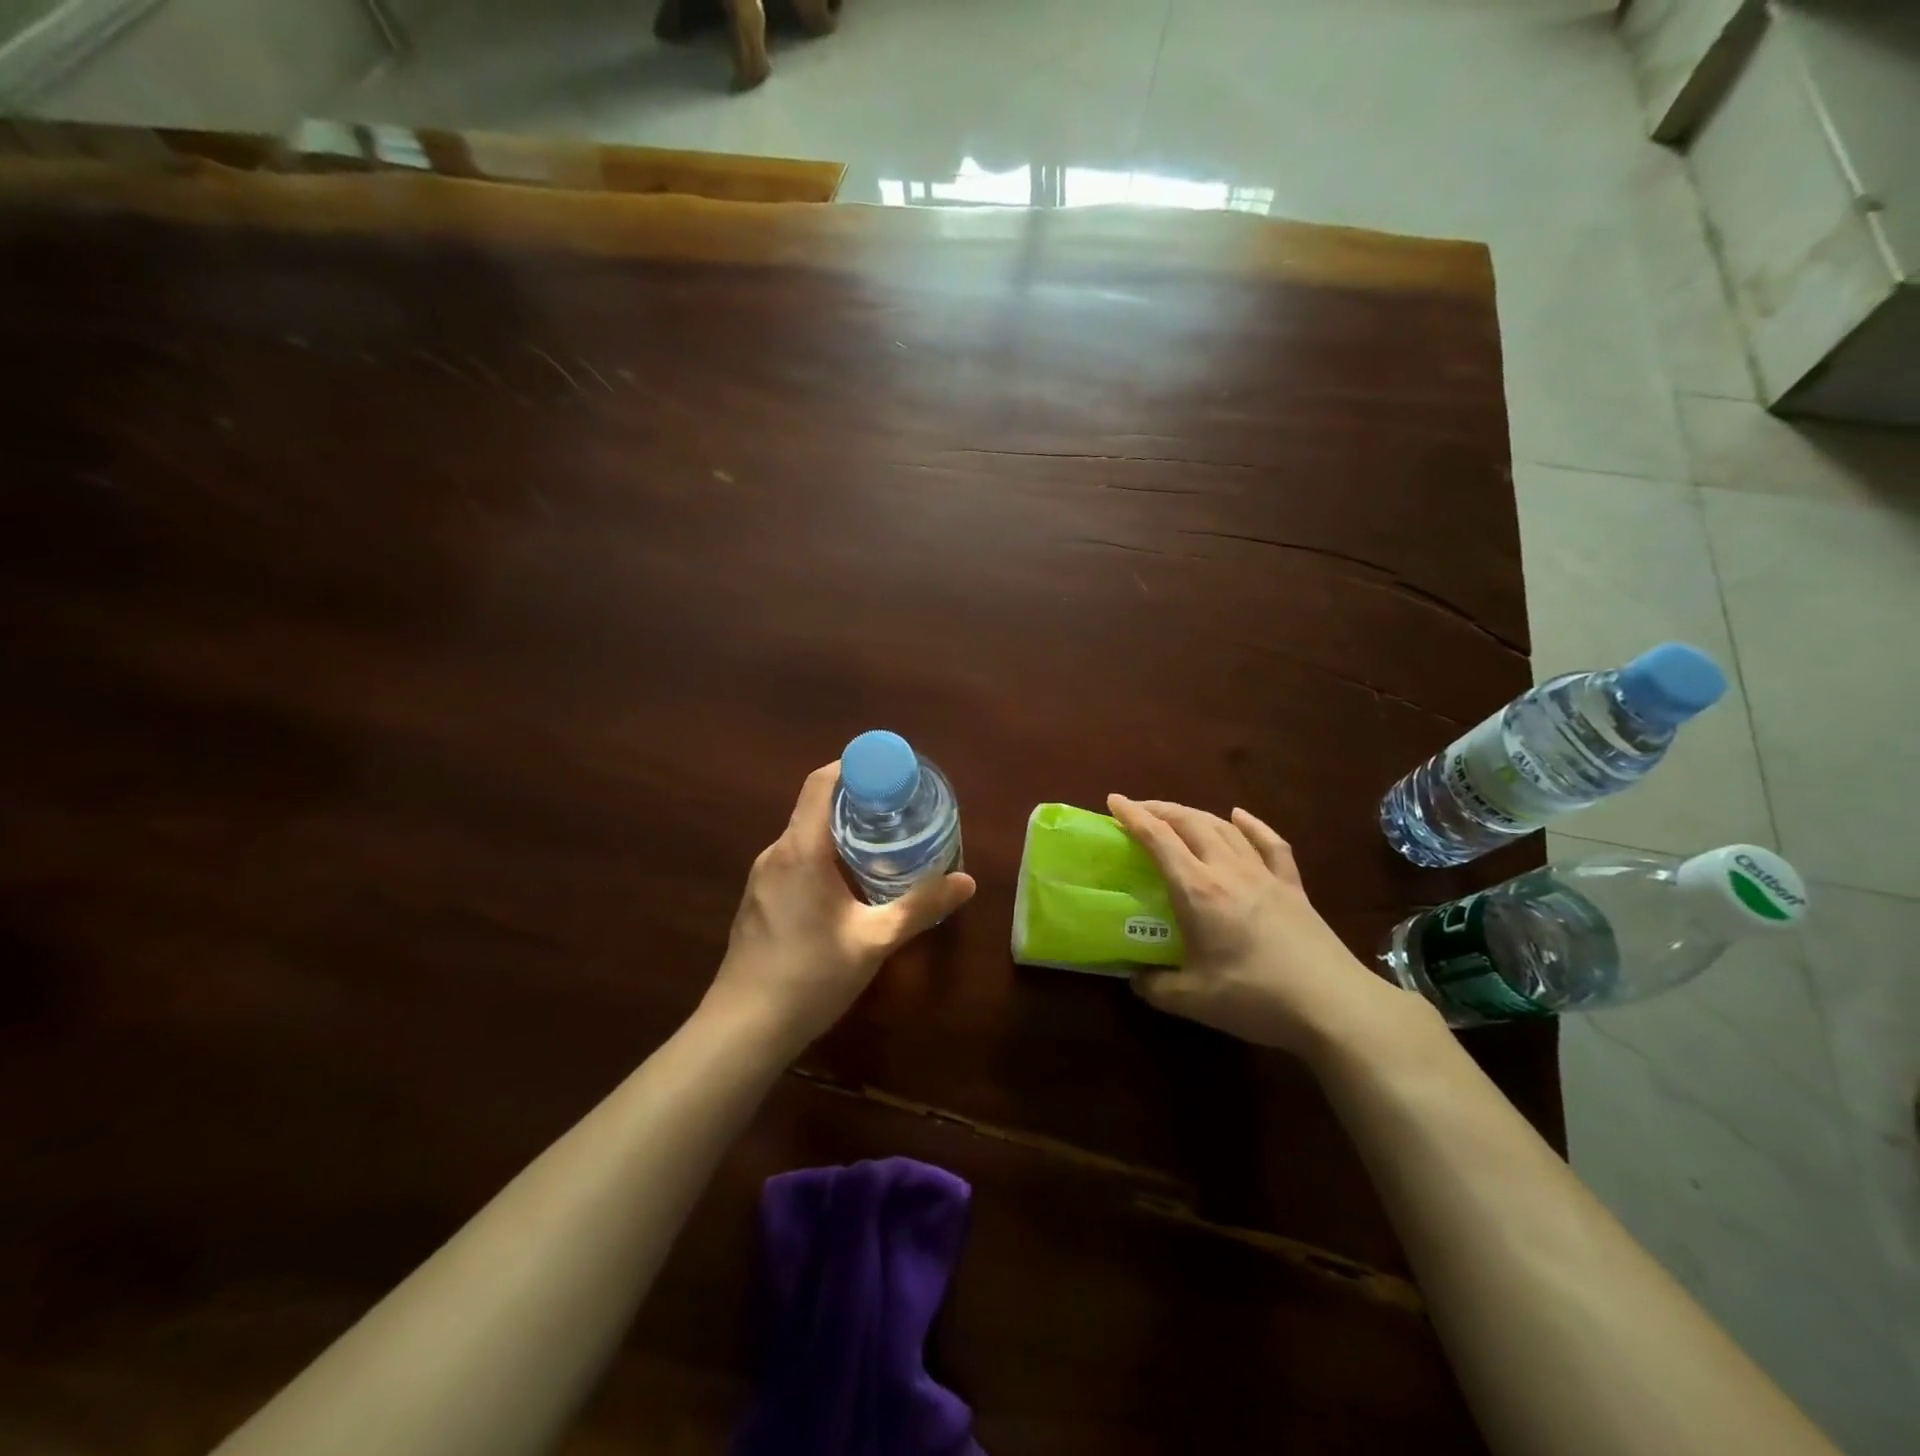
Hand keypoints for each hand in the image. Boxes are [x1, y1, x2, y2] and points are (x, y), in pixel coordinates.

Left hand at [706, 764, 975, 1055]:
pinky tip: (849, 883)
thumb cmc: (810, 976)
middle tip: (900, 809)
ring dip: (841, 830)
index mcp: (801, 850)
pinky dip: (824, 854)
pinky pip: (795, 859)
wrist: (743, 1029)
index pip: (821, 783)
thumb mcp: (874, 941)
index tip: (891, 772)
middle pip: (815, 806)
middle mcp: (776, 853)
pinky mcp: (759, 899)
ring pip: (805, 835)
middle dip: (857, 800)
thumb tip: (967, 882)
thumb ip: (920, 907)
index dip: (854, 766)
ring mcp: (762, 877)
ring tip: (883, 843)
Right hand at [1107, 795, 1429, 1057]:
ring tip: (1178, 815)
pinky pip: (1269, 844)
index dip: (1134, 817)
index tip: (1114, 801)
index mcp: (1198, 890)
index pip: (1159, 839)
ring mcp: (1264, 874)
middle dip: (1161, 810)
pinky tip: (1240, 816)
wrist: (1332, 1005)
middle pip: (1190, 823)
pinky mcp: (1292, 886)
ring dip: (1196, 814)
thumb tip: (1136, 979)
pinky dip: (1251, 825)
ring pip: (1225, 828)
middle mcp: (1228, 870)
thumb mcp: (1193, 1000)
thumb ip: (1156, 987)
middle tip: (1139, 810)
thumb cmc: (1256, 998)